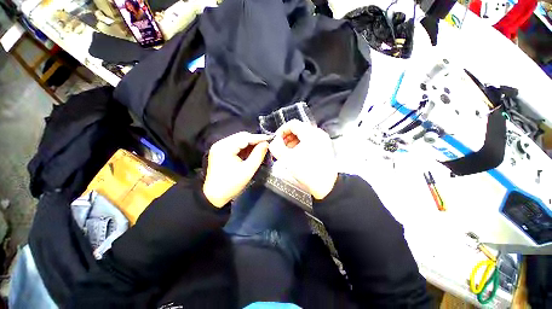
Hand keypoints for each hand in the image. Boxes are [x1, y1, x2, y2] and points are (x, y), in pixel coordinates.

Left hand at [203, 132, 270, 207]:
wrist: (214, 196)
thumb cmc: (231, 184)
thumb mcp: (248, 170)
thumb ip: (258, 155)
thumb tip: (266, 144)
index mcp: (225, 147)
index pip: (245, 137)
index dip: (259, 137)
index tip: (270, 138)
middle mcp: (221, 143)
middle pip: (241, 137)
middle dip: (254, 140)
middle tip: (266, 144)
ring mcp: (219, 147)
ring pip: (239, 140)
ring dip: (250, 144)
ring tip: (261, 148)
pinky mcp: (220, 151)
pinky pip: (235, 145)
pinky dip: (244, 148)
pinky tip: (252, 152)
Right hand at [269, 120, 337, 199]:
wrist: (326, 186)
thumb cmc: (306, 171)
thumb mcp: (287, 159)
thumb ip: (276, 147)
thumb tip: (274, 141)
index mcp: (310, 133)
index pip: (292, 123)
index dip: (281, 130)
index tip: (276, 140)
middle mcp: (318, 133)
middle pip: (299, 128)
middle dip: (287, 137)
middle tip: (281, 147)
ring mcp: (323, 140)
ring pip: (304, 134)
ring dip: (294, 141)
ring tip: (288, 152)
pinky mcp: (325, 147)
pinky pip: (310, 140)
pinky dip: (301, 144)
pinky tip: (297, 154)